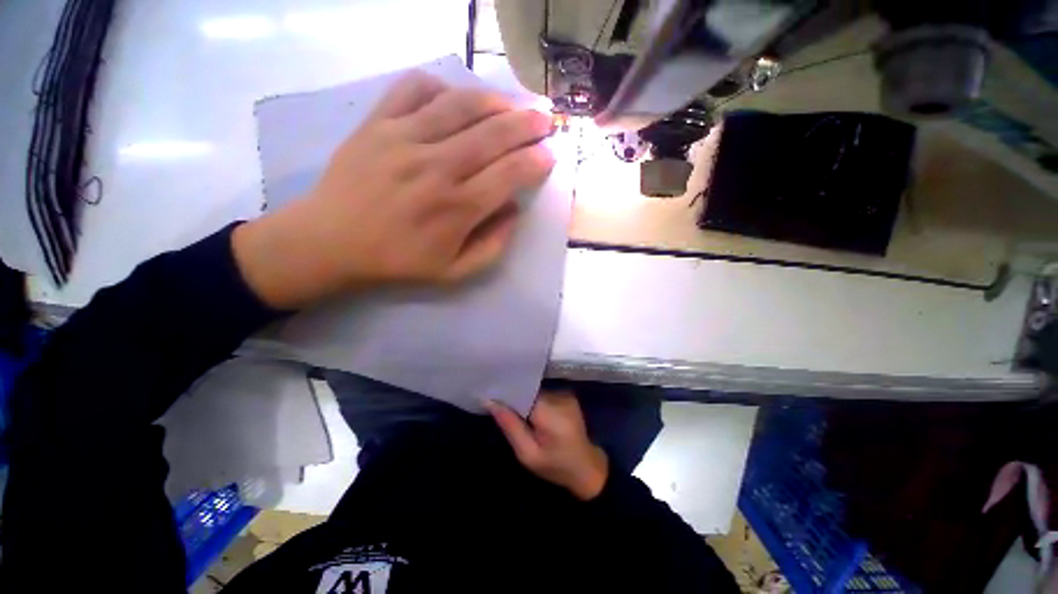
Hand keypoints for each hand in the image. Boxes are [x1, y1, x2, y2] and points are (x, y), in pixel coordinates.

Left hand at [234, 71, 554, 308]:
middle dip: (527, 124)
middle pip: (493, 134)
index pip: (510, 174)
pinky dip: (442, 86)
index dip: (536, 161)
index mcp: (457, 208)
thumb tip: (514, 210)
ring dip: (494, 101)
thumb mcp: (455, 272)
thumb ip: (493, 245)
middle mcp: (436, 168)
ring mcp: (404, 139)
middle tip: (544, 121)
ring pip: (461, 104)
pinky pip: (415, 88)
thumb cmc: (398, 261)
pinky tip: (454, 99)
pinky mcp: (377, 123)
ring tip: (510, 106)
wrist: (331, 242)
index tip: (549, 156)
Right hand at [487, 391, 608, 500]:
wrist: (587, 467)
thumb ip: (510, 426)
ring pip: (535, 390)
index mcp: (549, 411)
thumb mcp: (527, 454)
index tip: (491, 395)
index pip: (523, 390)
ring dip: (525, 398)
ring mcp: (565, 394)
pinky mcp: (567, 395)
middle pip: (529, 388)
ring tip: (514, 409)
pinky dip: (535, 399)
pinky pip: (544, 392)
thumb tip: (489, 401)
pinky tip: (531, 411)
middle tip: (498, 404)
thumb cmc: (555, 466)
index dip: (506, 392)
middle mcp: (558, 396)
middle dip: (514, 396)